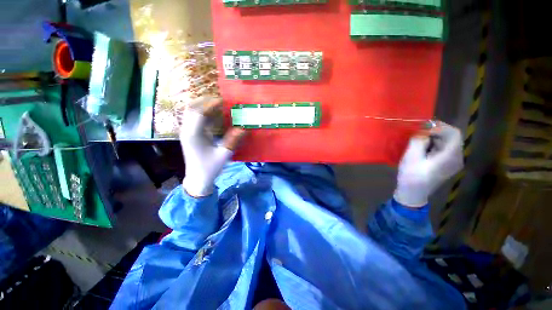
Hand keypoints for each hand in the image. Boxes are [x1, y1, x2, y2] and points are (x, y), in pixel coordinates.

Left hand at [180, 97, 245, 196]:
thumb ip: (232, 141)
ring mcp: (187, 132)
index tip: (224, 100)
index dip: (211, 104)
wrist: (197, 179)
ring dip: (204, 106)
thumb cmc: (209, 168)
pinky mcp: (190, 134)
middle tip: (221, 100)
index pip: (199, 113)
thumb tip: (243, 129)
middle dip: (205, 101)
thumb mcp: (223, 156)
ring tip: (219, 105)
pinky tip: (215, 116)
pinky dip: (205, 114)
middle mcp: (187, 130)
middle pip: (191, 108)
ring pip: (192, 112)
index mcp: (193, 135)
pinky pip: (195, 119)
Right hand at [394, 122, 463, 206]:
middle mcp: (457, 158)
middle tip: (418, 131)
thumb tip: (422, 131)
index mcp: (451, 156)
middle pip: (451, 137)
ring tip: (417, 139)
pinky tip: (421, 147)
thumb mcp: (411, 157)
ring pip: (447, 142)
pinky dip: (433, 144)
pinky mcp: (447, 164)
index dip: (440, 126)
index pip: (454, 133)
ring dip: (433, 137)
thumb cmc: (411, 176)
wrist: (413, 193)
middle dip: (435, 131)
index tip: (423, 127)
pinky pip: (443, 148)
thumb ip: (418, 141)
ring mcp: (453, 162)